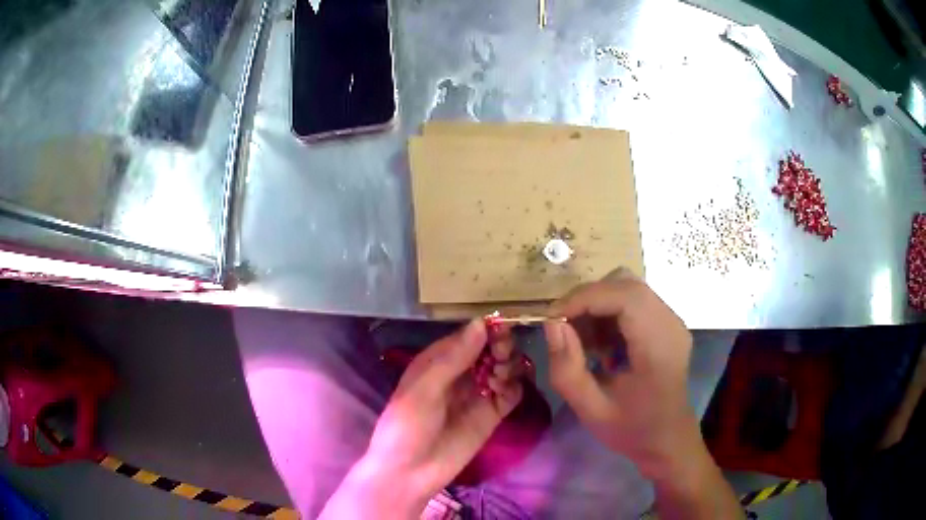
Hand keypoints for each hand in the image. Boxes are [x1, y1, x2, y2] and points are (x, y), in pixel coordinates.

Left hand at [322, 319, 524, 517]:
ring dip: (509, 364)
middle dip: (501, 345)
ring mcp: (478, 394)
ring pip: (505, 367)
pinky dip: (514, 386)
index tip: (502, 327)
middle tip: (501, 355)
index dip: (487, 328)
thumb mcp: (424, 389)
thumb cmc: (407, 426)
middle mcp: (461, 373)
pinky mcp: (491, 415)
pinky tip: (503, 391)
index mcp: (439, 361)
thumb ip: (453, 358)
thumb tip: (482, 323)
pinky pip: (512, 393)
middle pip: (491, 349)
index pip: (470, 334)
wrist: (410, 473)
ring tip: (499, 376)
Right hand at [543, 268, 697, 479]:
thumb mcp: (591, 410)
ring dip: (598, 306)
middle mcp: (671, 323)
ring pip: (628, 288)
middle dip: (588, 299)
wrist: (668, 440)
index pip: (625, 296)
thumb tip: (552, 324)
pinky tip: (601, 345)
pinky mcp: (667, 323)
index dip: (585, 298)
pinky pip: (634, 301)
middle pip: (626, 284)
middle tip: (563, 328)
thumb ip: (567, 369)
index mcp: (659, 346)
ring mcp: (672, 321)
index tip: (553, 318)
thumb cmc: (632, 430)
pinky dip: (609, 313)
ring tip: (583, 342)